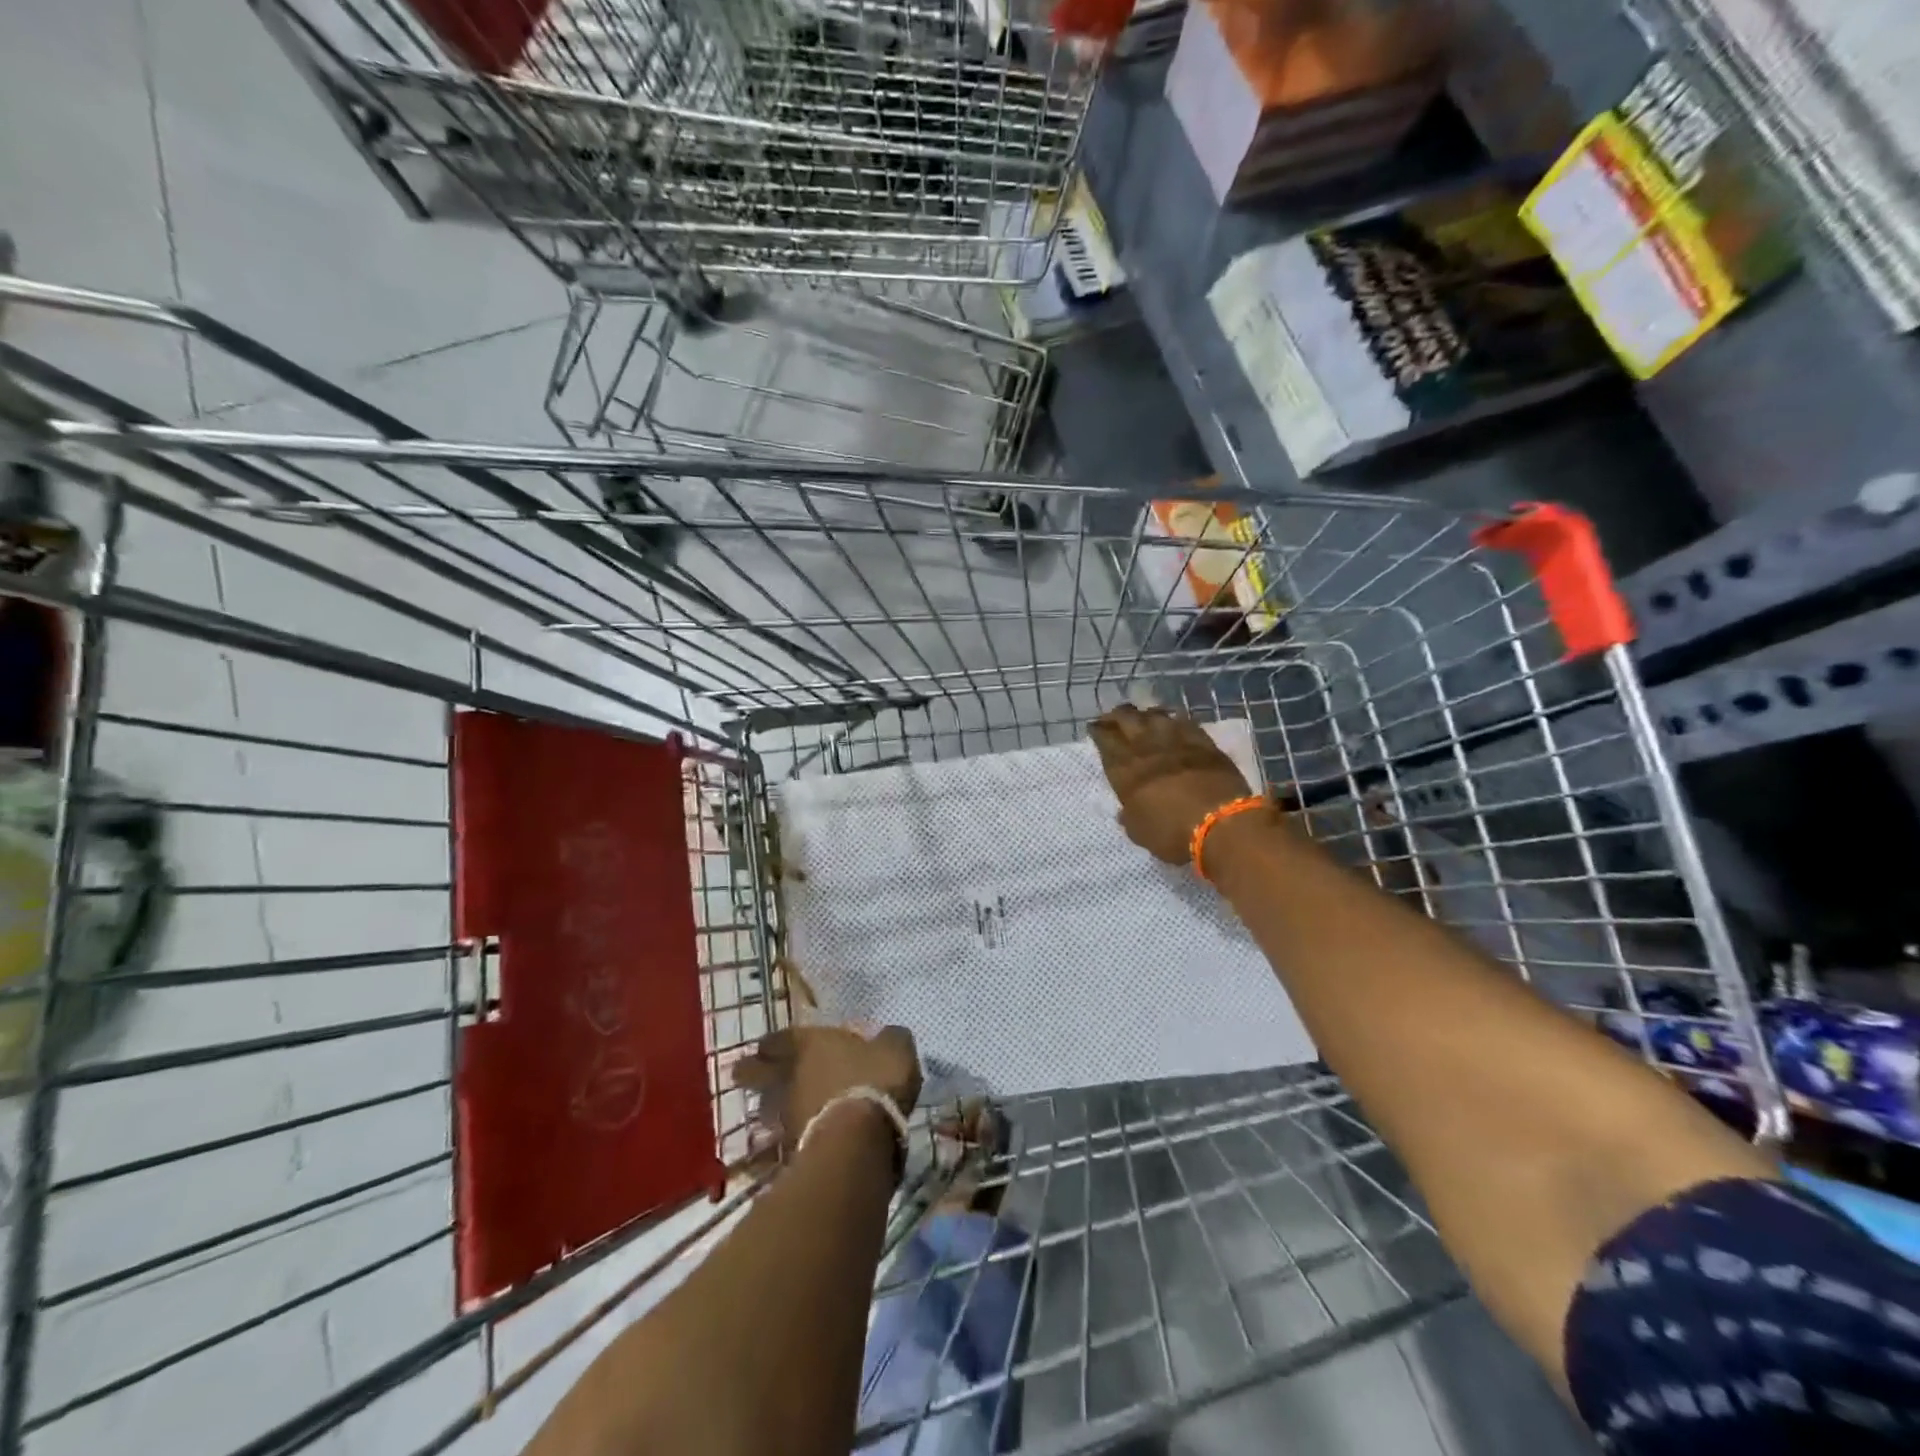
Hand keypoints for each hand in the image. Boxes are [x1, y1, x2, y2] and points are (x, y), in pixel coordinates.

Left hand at [733, 1023, 921, 1156]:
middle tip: (742, 1074)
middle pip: (759, 1072)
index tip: (766, 1046)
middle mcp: (791, 1076)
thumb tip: (888, 1037)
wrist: (858, 1139)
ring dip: (765, 1108)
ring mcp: (786, 1114)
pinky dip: (777, 1144)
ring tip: (766, 1112)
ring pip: (766, 1108)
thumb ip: (890, 1040)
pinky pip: (778, 1142)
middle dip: (750, 1072)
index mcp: (811, 1044)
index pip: (782, 1038)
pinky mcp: (790, 1150)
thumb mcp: (895, 1049)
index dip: (775, 1042)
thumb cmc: (874, 1080)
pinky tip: (782, 1148)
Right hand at [1090, 705, 1264, 864]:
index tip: (1095, 728)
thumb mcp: (1139, 831)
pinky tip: (1173, 721)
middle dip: (1116, 715)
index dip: (1098, 730)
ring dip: (1144, 714)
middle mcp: (1146, 747)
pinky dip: (1174, 719)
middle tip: (1113, 718)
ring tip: (1142, 717)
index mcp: (1124, 769)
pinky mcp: (1203, 741)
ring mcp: (1176, 740)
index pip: (1104, 739)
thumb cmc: (1172, 832)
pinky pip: (1184, 721)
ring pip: (1154, 714)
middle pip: (1126, 718)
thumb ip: (1130, 816)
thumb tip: (1125, 811)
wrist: (1220, 822)